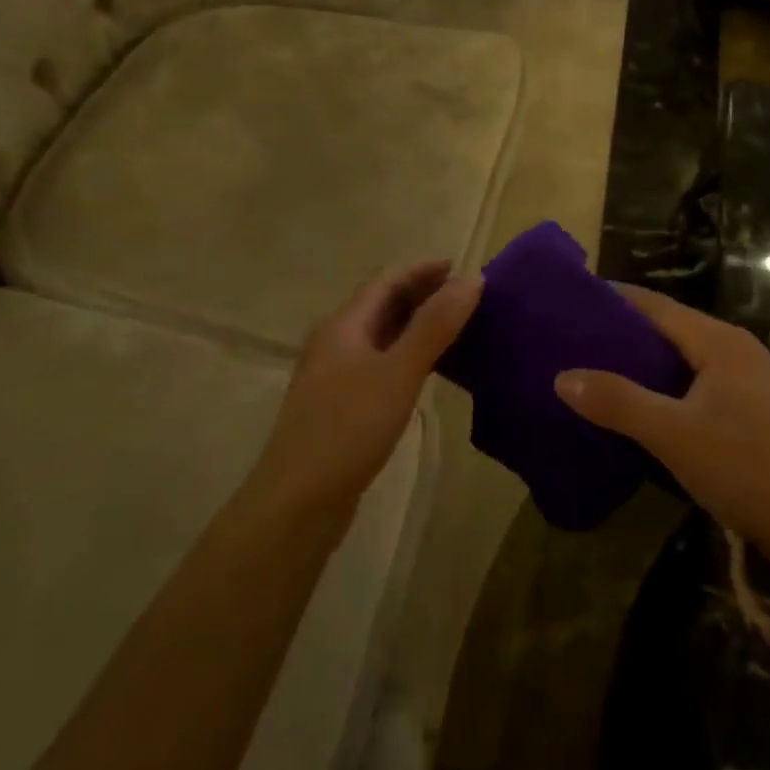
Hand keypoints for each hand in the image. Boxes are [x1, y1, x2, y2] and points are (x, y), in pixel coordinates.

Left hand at [254, 262, 481, 515]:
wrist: (298, 502)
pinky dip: (407, 352)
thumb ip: (435, 325)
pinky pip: (379, 361)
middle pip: (382, 303)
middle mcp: (335, 340)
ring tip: (455, 326)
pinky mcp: (340, 403)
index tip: (462, 268)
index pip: (387, 280)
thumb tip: (472, 278)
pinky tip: (426, 369)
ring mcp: (334, 373)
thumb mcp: (399, 372)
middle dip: (422, 293)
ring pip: (381, 334)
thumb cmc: (349, 428)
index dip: (424, 270)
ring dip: (416, 323)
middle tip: (465, 296)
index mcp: (344, 324)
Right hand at [555, 285, 769, 554]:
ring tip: (600, 367)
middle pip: (671, 327)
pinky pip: (698, 381)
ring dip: (646, 360)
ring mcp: (749, 380)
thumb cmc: (745, 467)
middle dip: (626, 330)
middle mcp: (736, 349)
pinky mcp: (754, 409)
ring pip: (685, 357)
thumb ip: (618, 402)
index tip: (574, 299)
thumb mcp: (673, 434)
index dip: (616, 299)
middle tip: (577, 337)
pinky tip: (644, 404)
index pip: (656, 305)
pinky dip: (667, 384)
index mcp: (719, 341)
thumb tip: (563, 376)